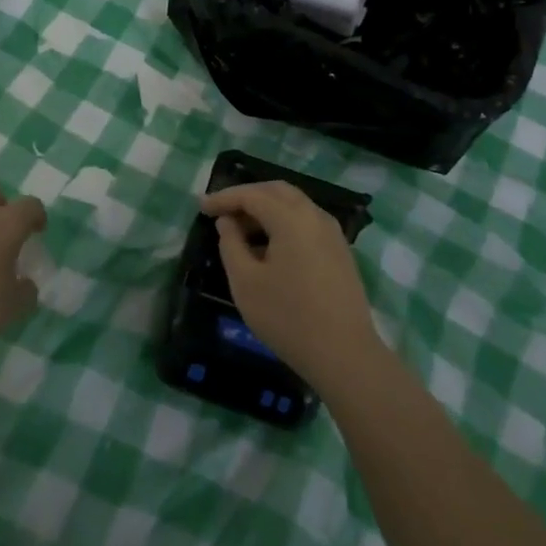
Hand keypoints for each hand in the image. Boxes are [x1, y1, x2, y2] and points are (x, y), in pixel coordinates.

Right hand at [199, 181, 380, 386]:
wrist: (344, 353)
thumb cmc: (288, 317)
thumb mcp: (246, 282)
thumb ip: (231, 244)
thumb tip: (228, 222)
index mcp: (292, 218)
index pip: (252, 195)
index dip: (224, 198)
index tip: (202, 207)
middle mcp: (315, 216)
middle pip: (277, 191)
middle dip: (247, 196)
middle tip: (222, 212)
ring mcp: (332, 233)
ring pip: (294, 205)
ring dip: (266, 209)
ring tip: (241, 230)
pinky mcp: (340, 251)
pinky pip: (306, 223)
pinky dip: (283, 223)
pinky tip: (268, 247)